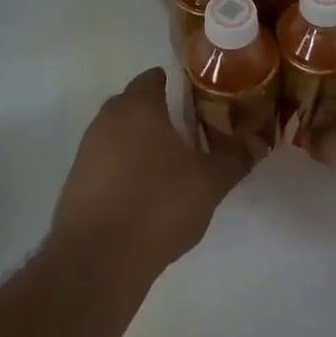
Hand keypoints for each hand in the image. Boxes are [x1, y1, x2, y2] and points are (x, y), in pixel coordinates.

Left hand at [52, 68, 251, 275]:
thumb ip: (235, 157)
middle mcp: (107, 119)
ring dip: (140, 144)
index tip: (199, 103)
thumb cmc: (158, 205)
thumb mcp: (209, 183)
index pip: (154, 78)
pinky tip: (143, 195)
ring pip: (118, 134)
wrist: (97, 259)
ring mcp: (86, 150)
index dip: (177, 85)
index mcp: (138, 107)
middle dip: (160, 115)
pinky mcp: (75, 182)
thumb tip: (260, 140)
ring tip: (170, 168)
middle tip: (190, 135)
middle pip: (135, 104)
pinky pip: (105, 163)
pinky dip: (123, 170)